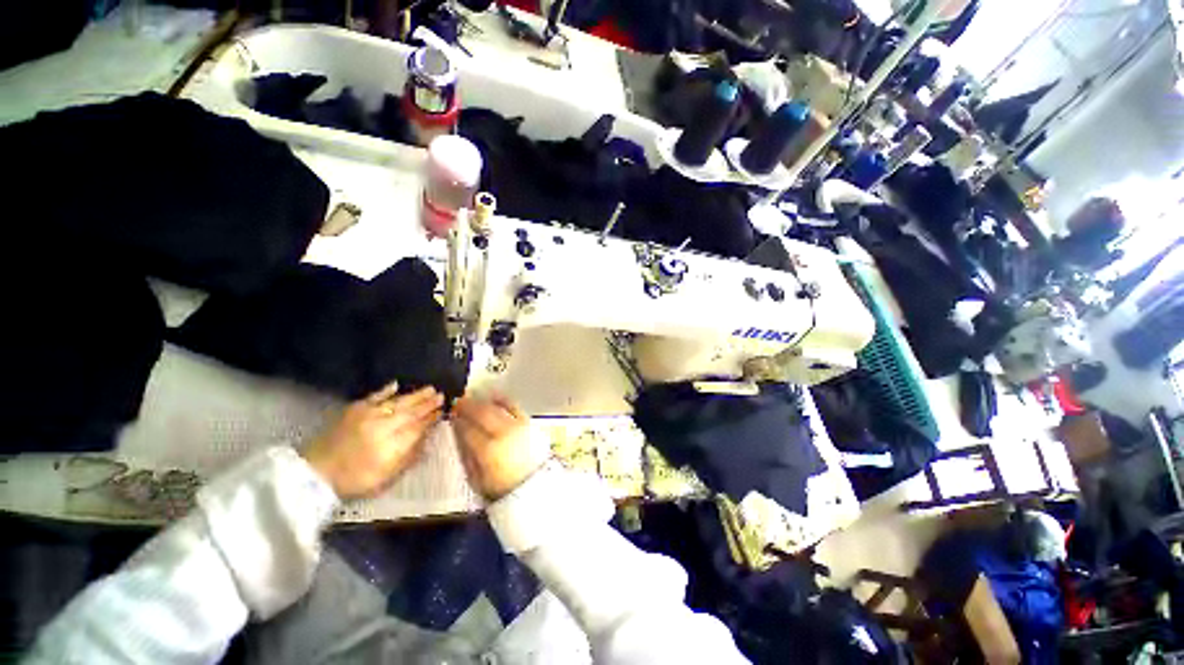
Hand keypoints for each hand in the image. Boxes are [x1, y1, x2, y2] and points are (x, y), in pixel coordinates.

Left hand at [303, 384, 443, 497]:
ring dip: (415, 395)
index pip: (418, 427)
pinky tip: (397, 384)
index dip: (431, 418)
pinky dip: (386, 390)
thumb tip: (427, 438)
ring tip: (430, 388)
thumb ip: (409, 457)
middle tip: (441, 395)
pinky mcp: (354, 410)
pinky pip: (374, 396)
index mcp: (391, 446)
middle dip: (428, 403)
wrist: (314, 473)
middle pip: (411, 412)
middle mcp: (382, 427)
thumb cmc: (355, 479)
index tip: (443, 411)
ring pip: (397, 402)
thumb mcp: (386, 477)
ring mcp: (367, 416)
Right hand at [453, 393, 548, 500]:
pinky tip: (494, 396)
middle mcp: (503, 433)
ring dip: (482, 401)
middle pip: (482, 413)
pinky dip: (503, 399)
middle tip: (458, 402)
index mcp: (488, 450)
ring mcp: (517, 426)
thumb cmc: (502, 488)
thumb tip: (458, 435)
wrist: (534, 487)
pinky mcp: (528, 423)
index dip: (457, 421)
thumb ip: (466, 456)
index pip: (468, 429)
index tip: (451, 415)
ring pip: (497, 408)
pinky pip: (514, 406)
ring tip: (472, 399)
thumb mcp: (477, 480)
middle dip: (468, 406)